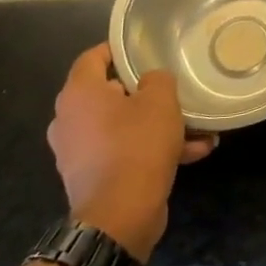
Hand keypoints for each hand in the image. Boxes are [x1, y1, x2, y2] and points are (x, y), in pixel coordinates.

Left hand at [46, 42, 215, 261]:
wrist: (120, 216)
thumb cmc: (136, 146)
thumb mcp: (160, 100)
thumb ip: (157, 79)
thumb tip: (150, 81)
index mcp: (79, 94)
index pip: (92, 57)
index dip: (117, 49)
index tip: (143, 49)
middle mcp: (69, 120)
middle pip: (109, 94)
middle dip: (145, 93)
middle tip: (173, 91)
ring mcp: (78, 152)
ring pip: (122, 127)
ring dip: (156, 126)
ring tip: (196, 129)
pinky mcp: (91, 178)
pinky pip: (124, 153)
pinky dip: (151, 151)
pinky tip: (192, 154)